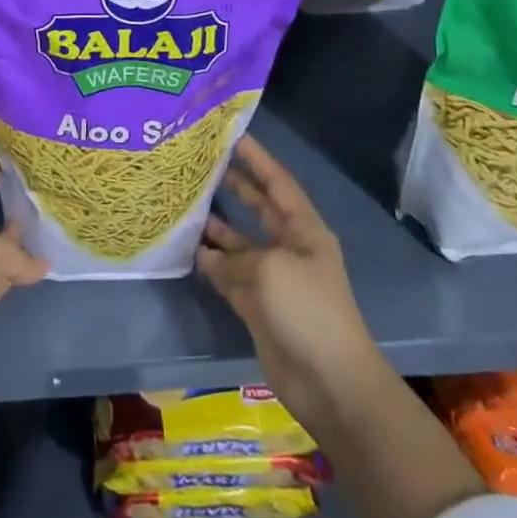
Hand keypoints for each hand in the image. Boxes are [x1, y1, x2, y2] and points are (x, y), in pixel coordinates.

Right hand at [197, 135, 379, 445]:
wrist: (330, 382)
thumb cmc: (308, 310)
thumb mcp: (271, 269)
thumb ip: (236, 255)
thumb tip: (209, 253)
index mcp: (305, 231)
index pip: (278, 184)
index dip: (258, 159)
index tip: (233, 135)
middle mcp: (289, 248)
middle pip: (259, 209)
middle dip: (236, 187)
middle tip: (203, 165)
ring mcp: (273, 279)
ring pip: (240, 243)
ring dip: (217, 227)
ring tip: (186, 204)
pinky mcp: (258, 306)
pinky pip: (231, 275)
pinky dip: (212, 264)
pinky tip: (190, 250)